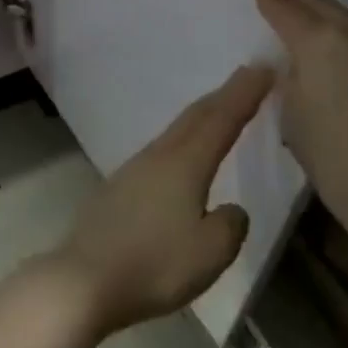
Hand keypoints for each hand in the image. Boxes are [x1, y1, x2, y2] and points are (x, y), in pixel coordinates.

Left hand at [47, 65, 271, 336]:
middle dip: (224, 95)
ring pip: (175, 132)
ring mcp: (134, 169)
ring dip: (201, 117)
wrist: (83, 280)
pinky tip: (181, 158)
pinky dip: (182, 141)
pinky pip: (161, 152)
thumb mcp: (210, 252)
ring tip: (218, 112)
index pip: (222, 118)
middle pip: (196, 116)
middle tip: (246, 77)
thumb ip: (230, 224)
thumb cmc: (154, 264)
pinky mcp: (119, 188)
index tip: (263, 67)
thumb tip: (228, 209)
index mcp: (185, 163)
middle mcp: (159, 155)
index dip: (245, 92)